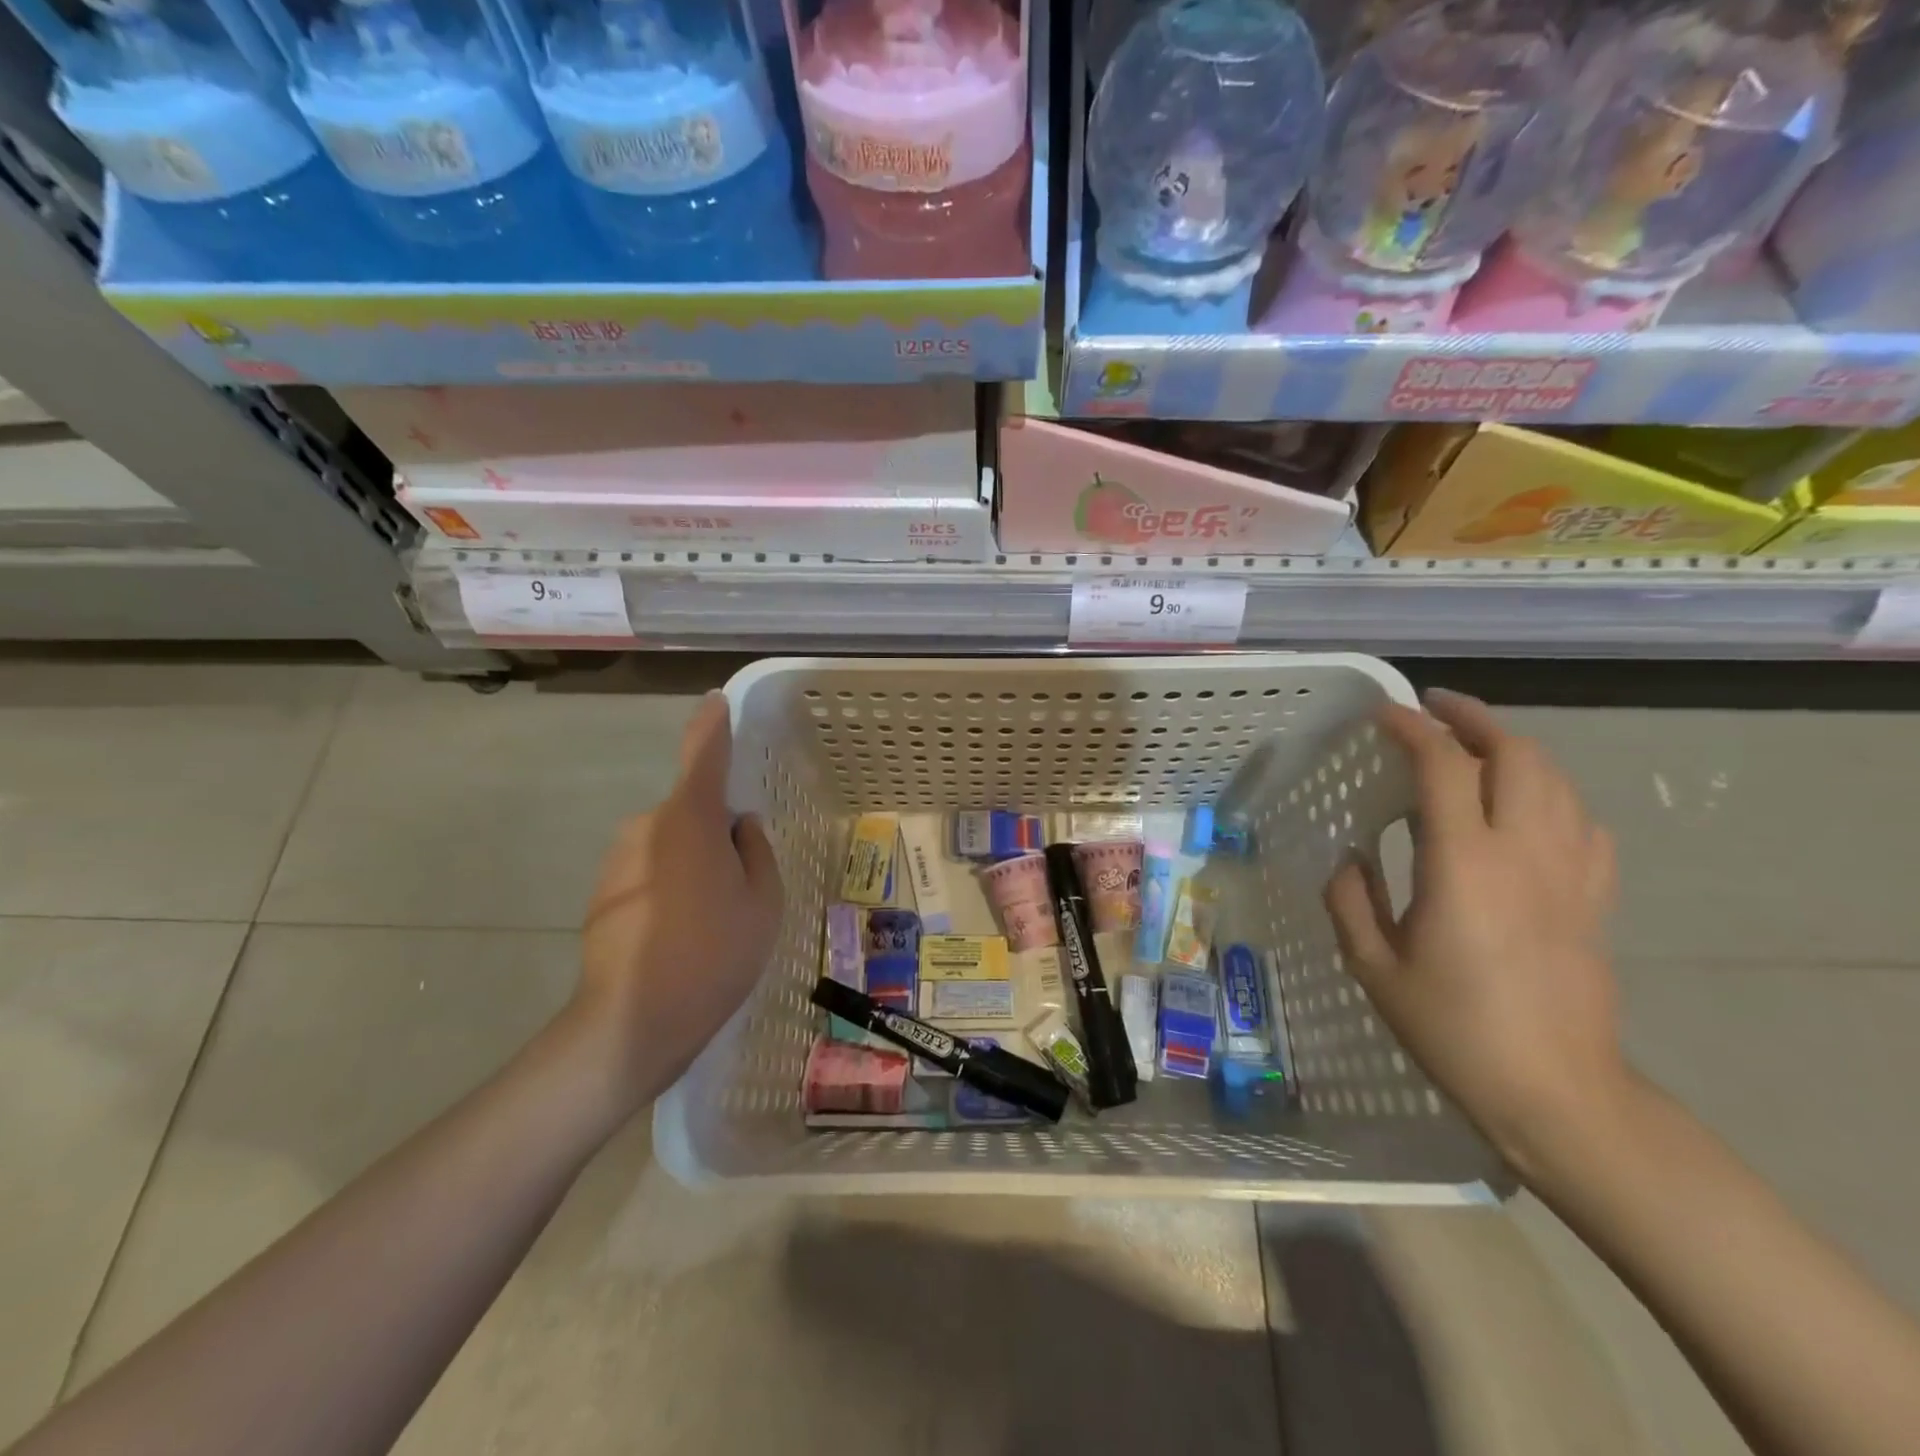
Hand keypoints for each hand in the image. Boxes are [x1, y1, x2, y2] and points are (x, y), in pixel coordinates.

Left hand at [573, 693, 782, 1109]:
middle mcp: (646, 827)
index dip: (711, 726)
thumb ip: (757, 852)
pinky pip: (649, 873)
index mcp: (690, 819)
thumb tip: (740, 828)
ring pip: (670, 846)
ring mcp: (618, 861)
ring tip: (709, 924)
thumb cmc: (714, 953)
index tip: (715, 702)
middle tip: (739, 889)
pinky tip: (679, 939)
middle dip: (716, 835)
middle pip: (691, 812)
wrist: (633, 1022)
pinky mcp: (602, 895)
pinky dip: (668, 890)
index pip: (703, 755)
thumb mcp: (764, 901)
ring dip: (691, 866)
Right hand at [1324, 689, 1623, 1169]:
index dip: (1413, 729)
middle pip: (1517, 755)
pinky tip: (1527, 809)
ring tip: (1476, 746)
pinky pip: (1583, 825)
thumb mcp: (1373, 966)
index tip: (1384, 714)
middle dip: (1475, 719)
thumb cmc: (1452, 1028)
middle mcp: (1523, 853)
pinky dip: (1553, 796)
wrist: (1555, 1092)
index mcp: (1462, 864)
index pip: (1444, 766)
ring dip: (1516, 749)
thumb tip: (1349, 860)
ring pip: (1557, 781)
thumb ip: (1351, 900)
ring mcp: (1569, 874)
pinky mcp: (1594, 899)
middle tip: (1435, 709)